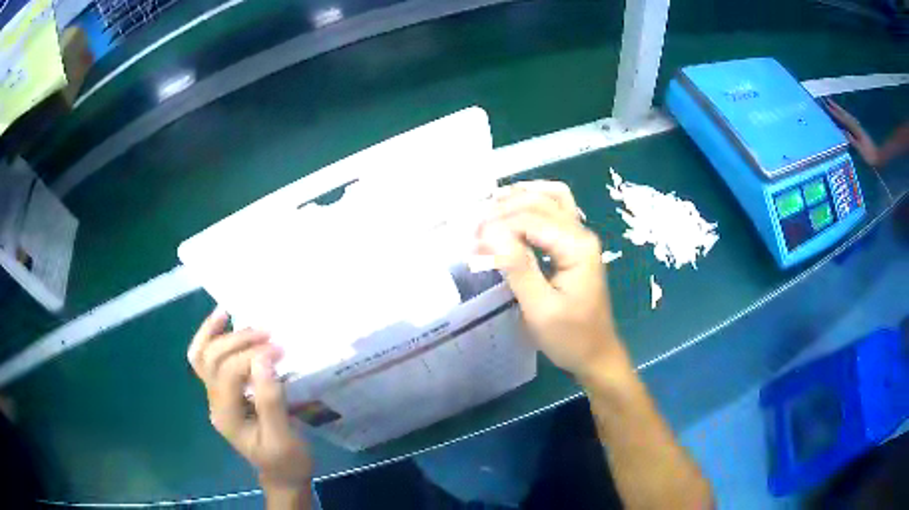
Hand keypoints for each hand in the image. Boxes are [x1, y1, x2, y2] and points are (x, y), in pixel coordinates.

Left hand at [188, 310, 312, 491]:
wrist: (281, 475)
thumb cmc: (286, 460)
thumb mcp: (283, 437)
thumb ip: (270, 401)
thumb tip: (263, 359)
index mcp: (227, 416)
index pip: (230, 373)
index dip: (252, 356)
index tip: (280, 349)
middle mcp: (214, 403)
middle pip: (212, 359)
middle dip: (237, 341)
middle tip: (268, 333)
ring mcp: (215, 397)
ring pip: (201, 356)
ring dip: (215, 332)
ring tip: (229, 311)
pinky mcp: (223, 392)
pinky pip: (207, 360)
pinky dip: (211, 338)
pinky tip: (223, 322)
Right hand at [476, 182, 627, 378]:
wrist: (596, 354)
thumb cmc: (569, 337)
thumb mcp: (540, 309)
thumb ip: (517, 268)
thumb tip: (490, 233)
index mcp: (577, 247)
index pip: (531, 219)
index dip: (499, 225)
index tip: (472, 242)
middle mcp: (581, 233)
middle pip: (540, 202)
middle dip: (504, 210)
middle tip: (475, 230)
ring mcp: (580, 237)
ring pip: (551, 198)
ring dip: (520, 198)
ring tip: (490, 207)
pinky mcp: (574, 245)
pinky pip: (554, 211)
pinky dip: (532, 205)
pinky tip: (512, 212)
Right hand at [824, 99, 881, 167]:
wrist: (878, 156)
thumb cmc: (869, 156)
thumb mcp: (860, 150)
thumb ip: (852, 140)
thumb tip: (843, 131)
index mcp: (855, 130)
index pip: (844, 119)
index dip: (835, 113)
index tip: (827, 107)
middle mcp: (856, 125)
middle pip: (845, 114)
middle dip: (836, 107)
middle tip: (828, 100)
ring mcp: (858, 127)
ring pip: (847, 115)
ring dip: (840, 109)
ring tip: (833, 105)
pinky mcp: (859, 130)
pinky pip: (850, 119)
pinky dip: (845, 115)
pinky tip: (843, 115)